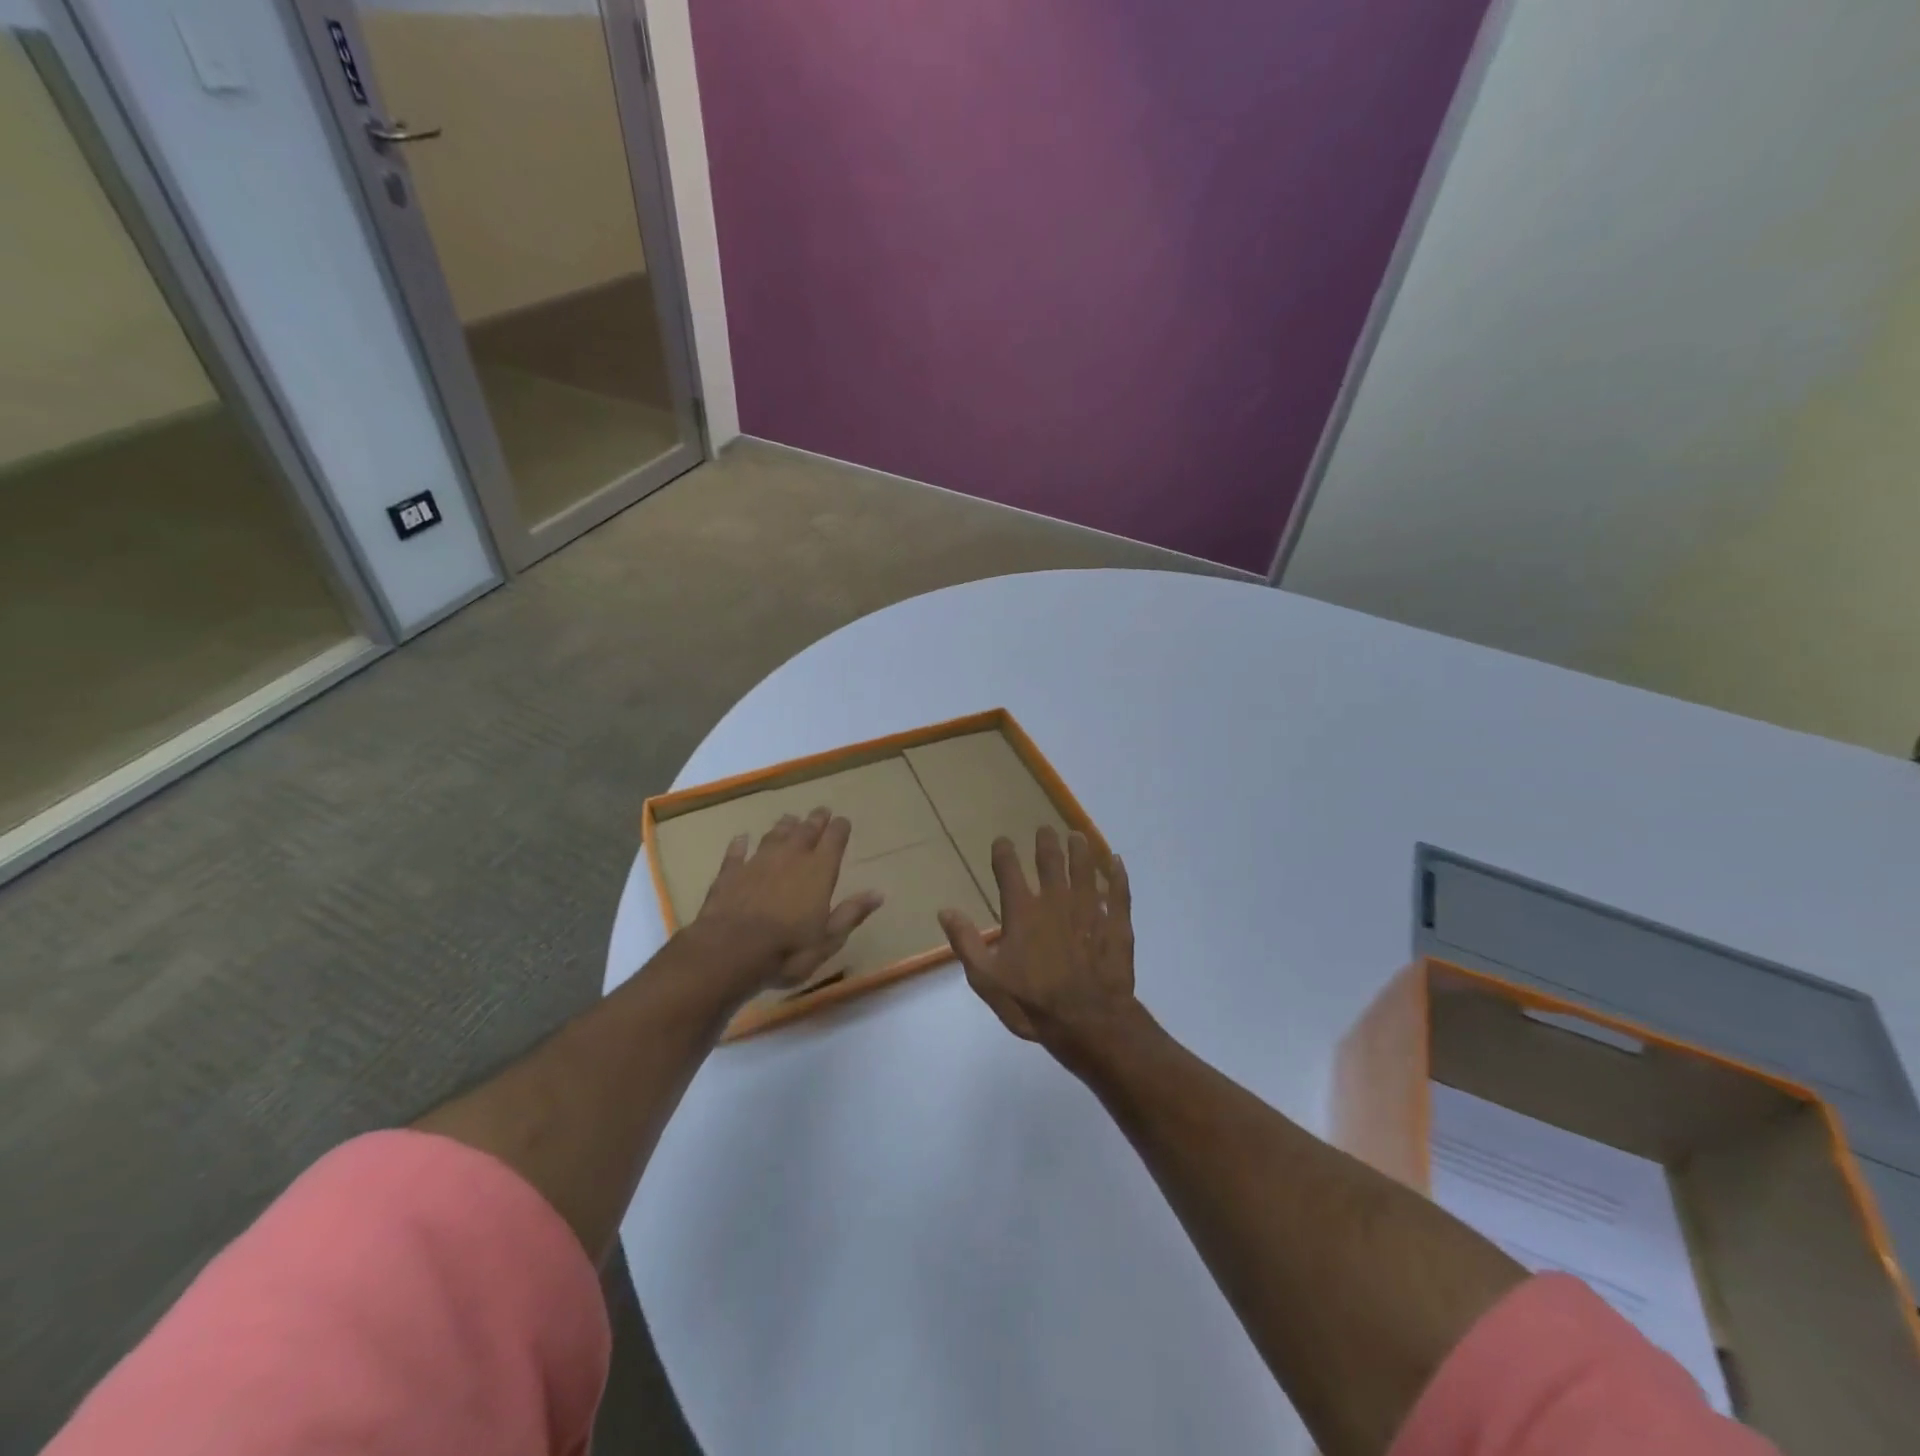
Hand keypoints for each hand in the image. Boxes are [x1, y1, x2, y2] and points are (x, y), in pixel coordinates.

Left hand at [691, 808, 882, 992]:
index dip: (840, 828)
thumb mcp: (829, 938)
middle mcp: (790, 857)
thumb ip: (851, 913)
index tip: (843, 821)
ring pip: (774, 835)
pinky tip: (741, 838)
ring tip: (790, 819)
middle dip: (815, 820)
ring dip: (783, 826)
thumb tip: (878, 894)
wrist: (730, 950)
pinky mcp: (730, 873)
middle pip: (805, 831)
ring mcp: (757, 862)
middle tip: (821, 811)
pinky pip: (737, 852)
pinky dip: (740, 844)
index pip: (834, 839)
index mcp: (819, 870)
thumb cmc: (788, 949)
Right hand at [939, 826, 1136, 1050]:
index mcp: (1023, 912)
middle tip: (1045, 830)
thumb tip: (945, 911)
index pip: (1008, 871)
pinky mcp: (1117, 923)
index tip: (1002, 841)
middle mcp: (1055, 901)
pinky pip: (1119, 891)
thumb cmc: (1033, 1003)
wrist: (1089, 1022)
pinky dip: (1117, 874)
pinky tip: (1117, 862)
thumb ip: (966, 942)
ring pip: (1085, 869)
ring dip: (1080, 850)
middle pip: (1050, 861)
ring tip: (1077, 836)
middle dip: (1046, 843)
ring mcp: (1089, 909)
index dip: (1003, 853)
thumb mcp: (987, 979)